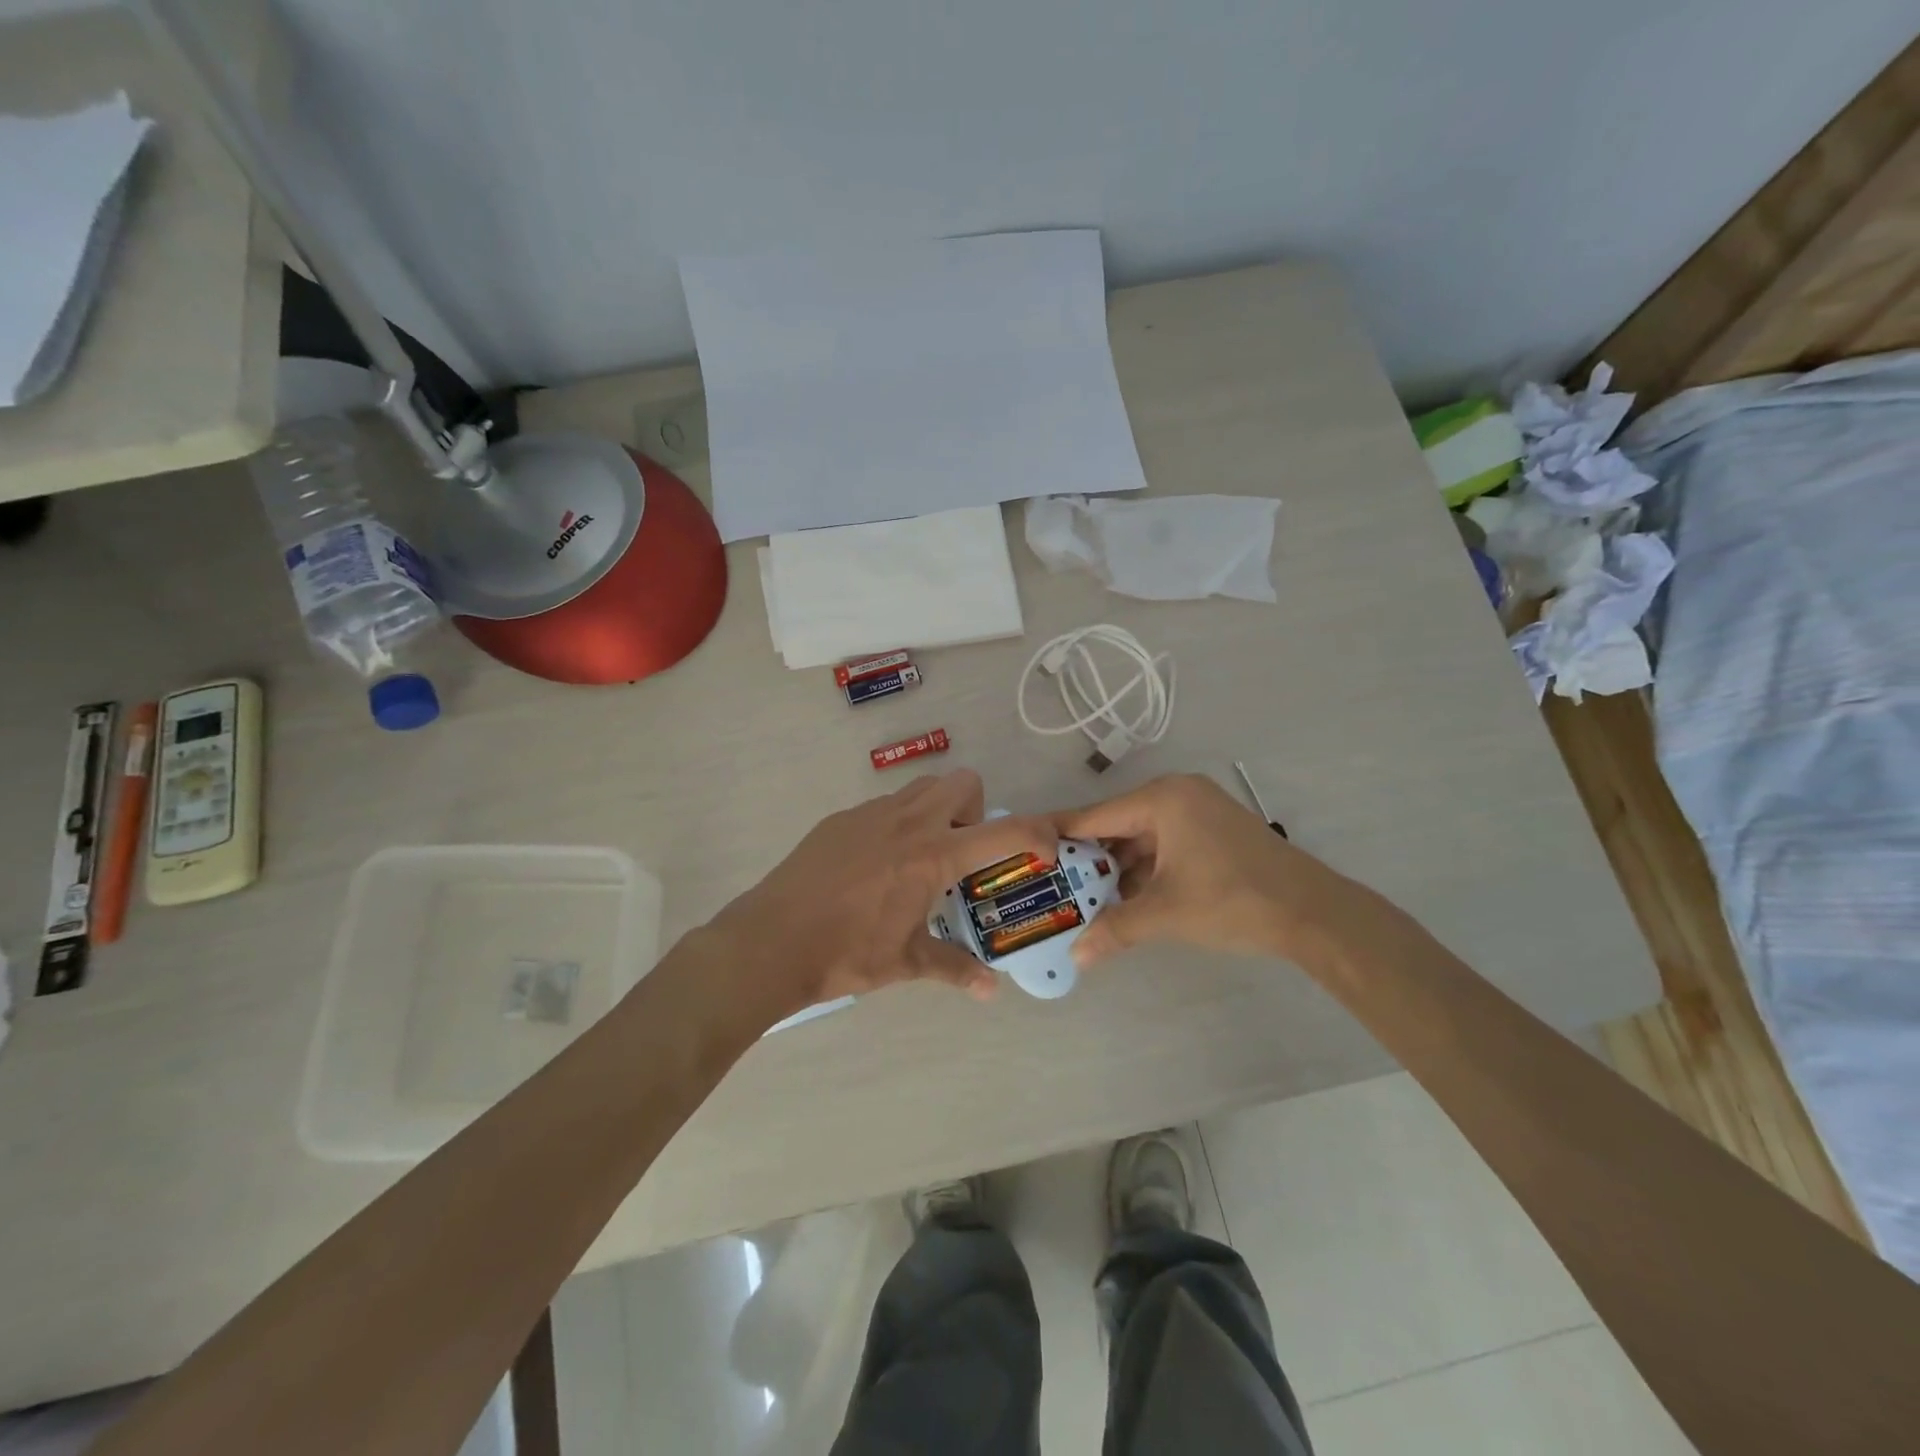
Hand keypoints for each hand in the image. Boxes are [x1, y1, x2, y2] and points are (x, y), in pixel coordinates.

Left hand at [709, 769, 1057, 1019]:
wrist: (770, 941)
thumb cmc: (845, 953)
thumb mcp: (905, 961)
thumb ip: (954, 967)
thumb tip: (990, 989)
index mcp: (933, 856)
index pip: (1002, 831)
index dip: (1036, 834)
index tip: (1046, 850)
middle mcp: (908, 822)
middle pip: (962, 782)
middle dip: (975, 809)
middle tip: (962, 853)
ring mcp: (871, 814)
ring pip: (922, 788)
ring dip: (937, 811)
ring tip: (920, 857)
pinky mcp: (840, 818)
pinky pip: (884, 806)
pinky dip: (896, 824)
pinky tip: (874, 867)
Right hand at [1057, 773, 1363, 966]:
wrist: (1314, 914)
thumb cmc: (1234, 900)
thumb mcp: (1166, 914)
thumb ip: (1115, 929)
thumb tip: (1076, 958)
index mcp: (1162, 799)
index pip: (1094, 816)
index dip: (1059, 836)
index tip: (1028, 853)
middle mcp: (1177, 795)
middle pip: (1117, 826)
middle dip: (1089, 859)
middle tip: (1053, 885)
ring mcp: (1198, 812)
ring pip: (1141, 839)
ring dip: (1117, 869)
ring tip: (1083, 899)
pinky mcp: (1214, 832)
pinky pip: (1164, 846)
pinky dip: (1145, 871)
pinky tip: (1125, 899)